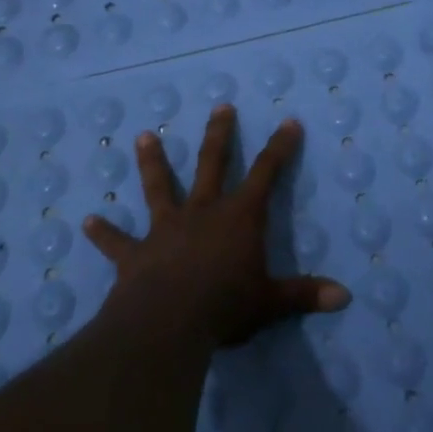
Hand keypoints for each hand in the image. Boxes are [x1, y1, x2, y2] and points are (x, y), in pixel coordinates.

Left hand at [83, 106, 351, 347]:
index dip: (280, 148)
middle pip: (211, 164)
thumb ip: (305, 295)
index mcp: (238, 218)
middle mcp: (202, 212)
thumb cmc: (225, 306)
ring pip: (159, 187)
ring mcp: (165, 229)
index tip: (288, 122)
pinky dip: (103, 232)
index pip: (266, 174)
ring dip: (152, 163)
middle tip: (220, 108)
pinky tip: (87, 221)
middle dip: (219, 135)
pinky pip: (117, 241)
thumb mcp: (271, 302)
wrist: (167, 323)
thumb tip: (345, 297)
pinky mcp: (136, 254)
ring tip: (143, 136)